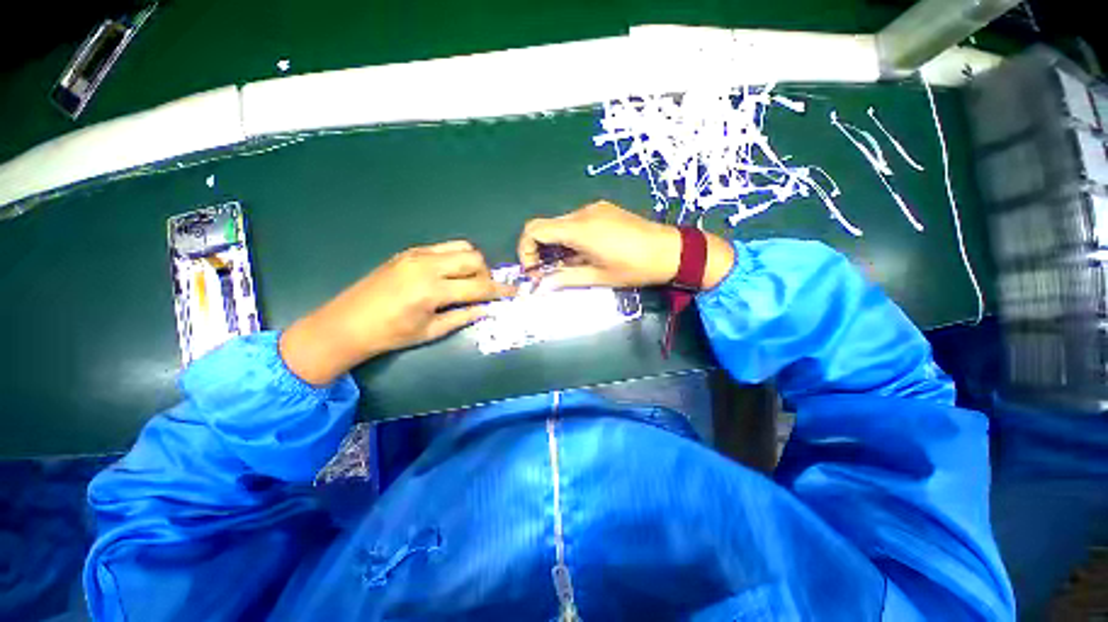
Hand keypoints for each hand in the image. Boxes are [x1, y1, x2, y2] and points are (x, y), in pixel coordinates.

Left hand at [280, 241, 512, 384]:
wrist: (347, 323)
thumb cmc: (391, 334)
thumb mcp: (431, 331)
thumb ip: (463, 316)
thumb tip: (488, 309)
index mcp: (432, 290)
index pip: (479, 286)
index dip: (500, 290)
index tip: (514, 293)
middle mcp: (427, 265)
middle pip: (474, 259)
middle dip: (486, 274)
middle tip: (484, 290)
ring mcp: (417, 254)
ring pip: (462, 247)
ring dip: (473, 263)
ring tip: (467, 281)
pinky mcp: (410, 251)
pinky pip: (444, 247)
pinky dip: (455, 258)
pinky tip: (448, 274)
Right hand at [517, 201, 734, 289]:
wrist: (671, 250)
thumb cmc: (634, 267)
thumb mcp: (598, 277)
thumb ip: (566, 278)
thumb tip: (541, 285)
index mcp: (579, 229)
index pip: (534, 230)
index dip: (525, 250)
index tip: (534, 270)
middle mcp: (583, 213)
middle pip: (546, 226)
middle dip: (540, 250)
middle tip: (549, 272)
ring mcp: (594, 208)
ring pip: (561, 224)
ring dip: (557, 245)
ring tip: (571, 265)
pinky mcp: (604, 209)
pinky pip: (576, 222)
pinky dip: (570, 238)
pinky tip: (585, 253)